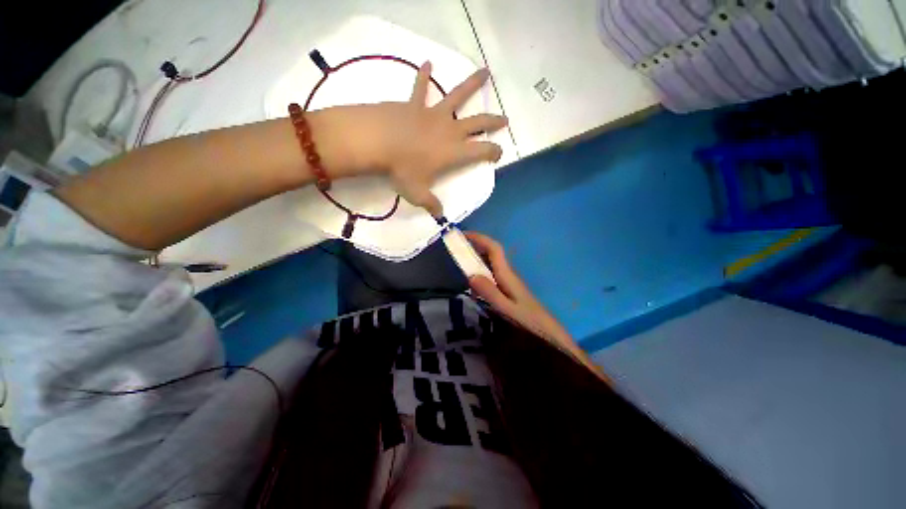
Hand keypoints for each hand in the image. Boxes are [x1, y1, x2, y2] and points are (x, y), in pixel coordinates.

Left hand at [347, 63, 507, 216]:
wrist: (378, 142)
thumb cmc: (402, 169)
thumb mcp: (418, 193)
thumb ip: (431, 204)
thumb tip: (439, 215)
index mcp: (453, 152)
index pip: (481, 151)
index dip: (493, 152)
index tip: (499, 153)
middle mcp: (449, 130)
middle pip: (477, 122)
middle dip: (493, 121)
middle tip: (504, 119)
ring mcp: (433, 114)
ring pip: (458, 96)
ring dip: (473, 84)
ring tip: (485, 72)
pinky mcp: (415, 104)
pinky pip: (421, 87)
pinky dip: (424, 75)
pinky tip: (427, 63)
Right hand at [464, 232, 572, 346]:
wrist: (548, 333)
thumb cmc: (529, 321)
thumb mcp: (507, 309)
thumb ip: (490, 292)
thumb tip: (471, 274)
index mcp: (507, 274)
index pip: (494, 249)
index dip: (480, 238)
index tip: (463, 235)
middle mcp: (508, 274)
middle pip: (492, 253)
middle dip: (476, 246)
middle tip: (457, 248)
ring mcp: (509, 281)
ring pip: (491, 263)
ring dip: (477, 258)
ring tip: (461, 261)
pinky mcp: (509, 289)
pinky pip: (492, 274)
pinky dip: (481, 272)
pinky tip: (474, 283)